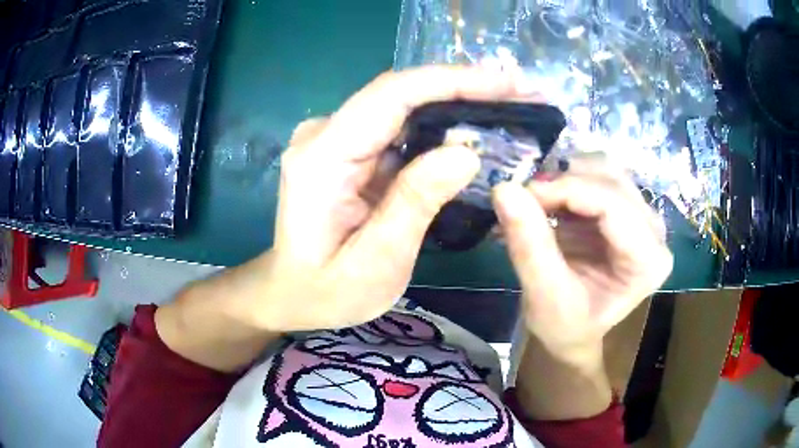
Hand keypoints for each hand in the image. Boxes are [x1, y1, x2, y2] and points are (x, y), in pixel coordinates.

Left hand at [237, 66, 537, 331]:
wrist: (290, 293)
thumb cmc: (326, 291)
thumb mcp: (376, 262)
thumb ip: (414, 204)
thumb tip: (465, 153)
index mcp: (322, 157)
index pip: (392, 95)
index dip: (453, 81)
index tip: (506, 82)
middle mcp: (324, 134)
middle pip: (401, 93)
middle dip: (465, 88)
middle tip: (521, 93)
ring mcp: (333, 139)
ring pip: (403, 106)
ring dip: (457, 103)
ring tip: (509, 107)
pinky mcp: (346, 150)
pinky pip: (398, 127)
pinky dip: (439, 126)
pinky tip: (474, 130)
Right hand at [492, 159, 672, 363]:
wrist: (574, 331)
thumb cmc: (565, 325)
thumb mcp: (544, 295)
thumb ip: (529, 245)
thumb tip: (504, 189)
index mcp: (648, 261)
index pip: (613, 205)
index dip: (567, 190)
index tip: (524, 194)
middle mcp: (656, 233)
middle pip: (612, 180)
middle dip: (565, 182)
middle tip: (527, 200)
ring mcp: (644, 216)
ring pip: (607, 169)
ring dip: (568, 177)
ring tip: (541, 203)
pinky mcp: (628, 208)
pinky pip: (600, 175)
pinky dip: (570, 180)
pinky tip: (554, 201)